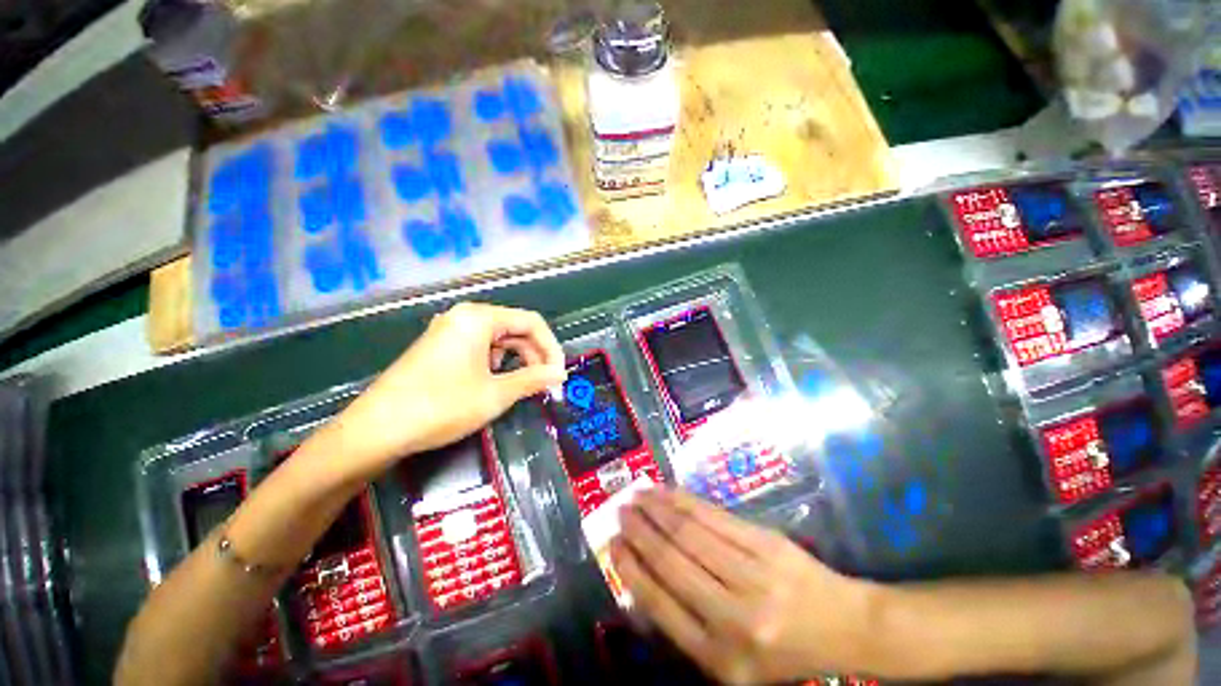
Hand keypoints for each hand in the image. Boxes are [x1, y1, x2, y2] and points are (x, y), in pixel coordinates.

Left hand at [320, 302, 565, 478]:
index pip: (531, 322)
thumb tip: (560, 374)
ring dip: (518, 361)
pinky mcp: (440, 348)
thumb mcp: (496, 394)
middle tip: (546, 384)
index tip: (559, 374)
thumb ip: (534, 379)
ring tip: (524, 387)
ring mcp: (450, 331)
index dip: (551, 348)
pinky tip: (497, 384)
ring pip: (499, 340)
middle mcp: (465, 317)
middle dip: (535, 356)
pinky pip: (480, 349)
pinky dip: (497, 364)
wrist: (375, 431)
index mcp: (479, 318)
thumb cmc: (441, 406)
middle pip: (515, 329)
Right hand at [611, 489, 877, 684]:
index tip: (613, 545)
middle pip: (673, 562)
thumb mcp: (731, 665)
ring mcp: (753, 576)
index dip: (631, 569)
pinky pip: (715, 517)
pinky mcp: (767, 544)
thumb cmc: (781, 652)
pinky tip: (667, 491)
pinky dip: (684, 501)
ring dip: (657, 509)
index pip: (660, 605)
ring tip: (636, 495)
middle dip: (639, 532)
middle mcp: (734, 617)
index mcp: (720, 657)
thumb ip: (685, 627)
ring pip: (690, 533)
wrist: (844, 627)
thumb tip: (642, 579)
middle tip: (619, 511)